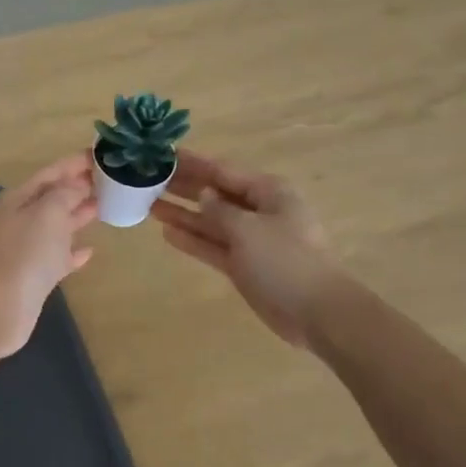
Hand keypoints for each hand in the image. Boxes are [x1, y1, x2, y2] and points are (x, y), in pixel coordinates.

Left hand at [0, 154, 97, 359]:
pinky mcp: (35, 276)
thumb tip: (78, 185)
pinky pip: (58, 257)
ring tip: (107, 206)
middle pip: (53, 197)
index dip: (75, 163)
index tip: (103, 154)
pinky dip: (73, 252)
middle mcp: (20, 220)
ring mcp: (27, 249)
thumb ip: (65, 193)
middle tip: (113, 180)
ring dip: (79, 216)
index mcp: (18, 199)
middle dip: (80, 187)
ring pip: (57, 226)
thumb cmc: (25, 253)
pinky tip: (90, 251)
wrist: (0, 307)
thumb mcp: (48, 212)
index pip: (50, 173)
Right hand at [151, 151, 341, 352]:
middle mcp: (259, 211)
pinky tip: (167, 233)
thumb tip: (204, 195)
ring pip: (211, 221)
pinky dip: (192, 240)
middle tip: (149, 179)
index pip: (223, 171)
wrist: (316, 312)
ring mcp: (251, 240)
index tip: (164, 154)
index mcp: (269, 192)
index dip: (193, 163)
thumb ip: (220, 210)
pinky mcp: (243, 265)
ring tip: (149, 204)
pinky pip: (213, 246)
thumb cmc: (285, 260)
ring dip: (183, 214)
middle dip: (184, 187)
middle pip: (215, 194)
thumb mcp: (249, 229)